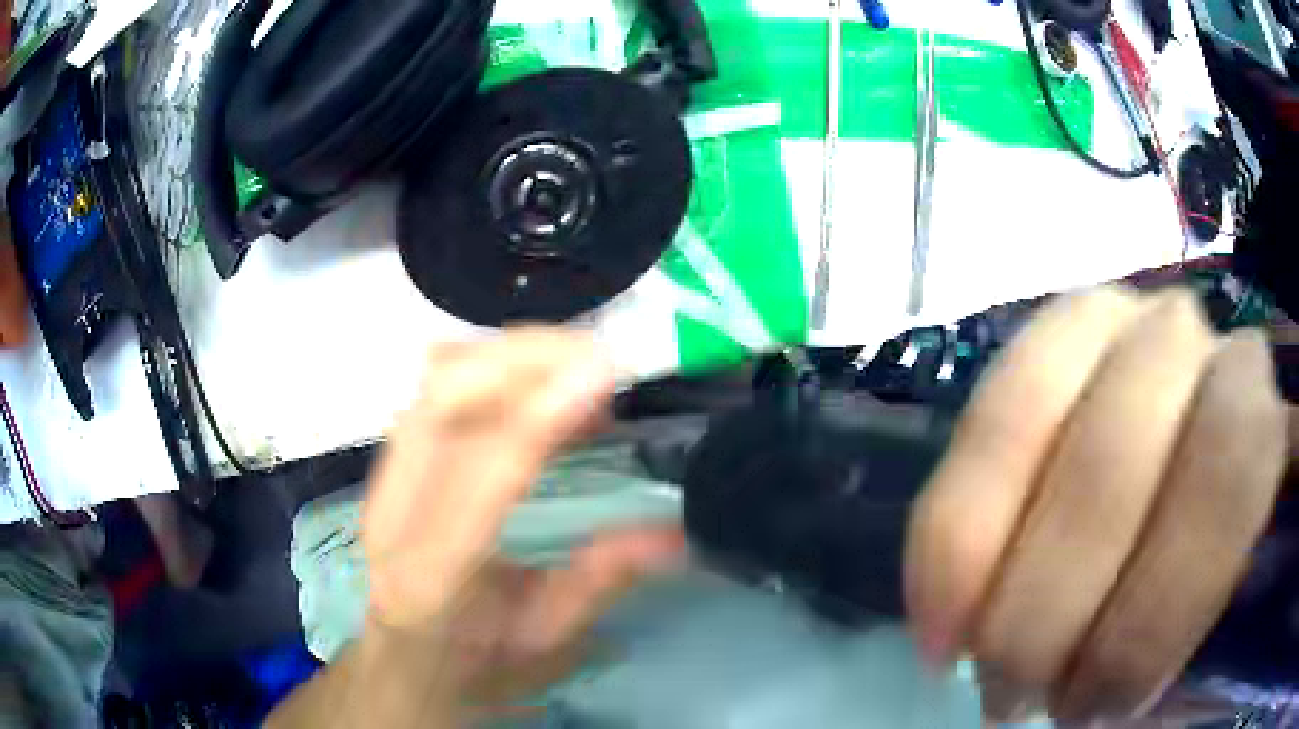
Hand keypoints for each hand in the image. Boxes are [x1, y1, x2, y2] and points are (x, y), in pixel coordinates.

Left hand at [361, 329, 683, 703]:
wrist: (402, 655)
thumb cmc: (473, 660)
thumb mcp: (544, 641)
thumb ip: (601, 582)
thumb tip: (676, 531)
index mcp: (432, 579)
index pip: (477, 482)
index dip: (537, 420)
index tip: (600, 375)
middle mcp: (393, 514)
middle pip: (442, 403)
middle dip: (524, 361)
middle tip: (601, 360)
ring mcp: (385, 477)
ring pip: (437, 381)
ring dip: (511, 355)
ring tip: (579, 368)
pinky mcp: (393, 456)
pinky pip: (438, 385)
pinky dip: (495, 365)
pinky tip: (542, 383)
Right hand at [905, 287, 1287, 721]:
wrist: (1169, 476)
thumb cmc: (1204, 553)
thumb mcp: (1230, 577)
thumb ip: (1219, 598)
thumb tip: (1176, 699)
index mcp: (1248, 390)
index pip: (1229, 463)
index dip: (1164, 603)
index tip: (1106, 708)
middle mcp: (1177, 335)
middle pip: (1115, 451)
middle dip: (1056, 604)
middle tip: (1020, 703)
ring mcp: (1098, 325)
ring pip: (1029, 415)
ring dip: (986, 565)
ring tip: (970, 661)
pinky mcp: (1030, 351)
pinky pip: (977, 425)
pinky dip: (946, 533)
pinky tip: (937, 618)